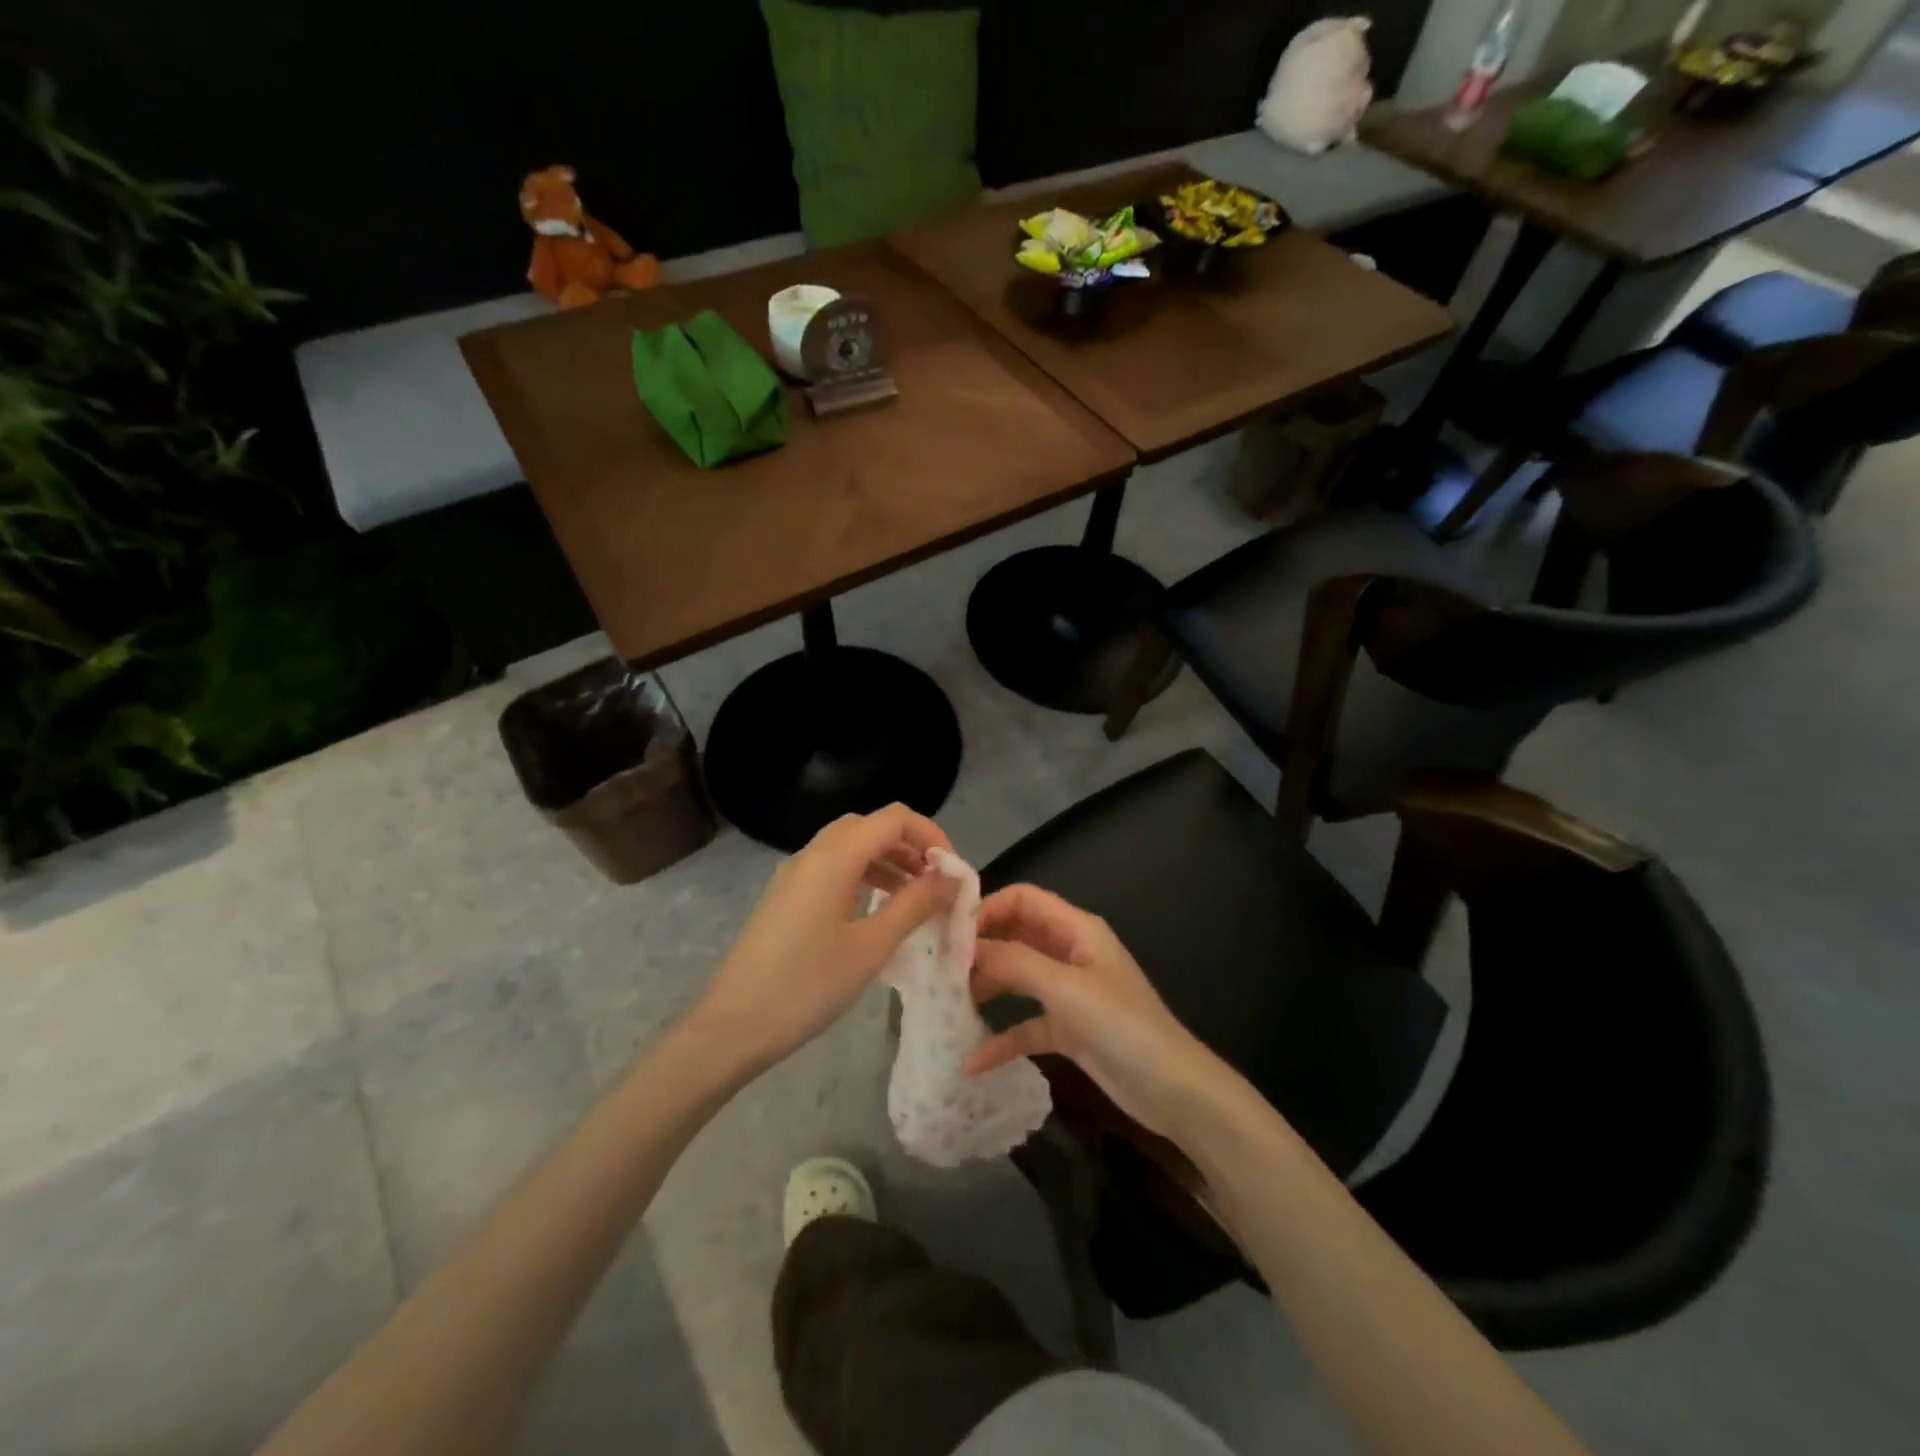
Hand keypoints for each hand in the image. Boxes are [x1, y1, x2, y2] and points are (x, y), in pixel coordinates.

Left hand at [693, 805, 955, 1072]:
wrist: (733, 1026)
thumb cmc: (808, 985)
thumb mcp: (871, 946)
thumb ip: (915, 904)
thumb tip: (952, 877)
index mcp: (834, 857)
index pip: (893, 818)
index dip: (930, 835)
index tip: (952, 871)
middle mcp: (812, 854)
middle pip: (869, 826)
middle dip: (908, 846)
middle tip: (935, 882)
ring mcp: (793, 875)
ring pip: (849, 847)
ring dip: (886, 860)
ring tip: (914, 897)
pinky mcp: (785, 897)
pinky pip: (831, 869)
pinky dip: (861, 876)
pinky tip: (874, 911)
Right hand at [966, 884, 1217, 1135]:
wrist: (1173, 1091)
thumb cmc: (1121, 1026)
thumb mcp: (1064, 988)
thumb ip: (1013, 962)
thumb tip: (964, 948)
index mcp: (1077, 929)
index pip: (1023, 899)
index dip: (986, 908)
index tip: (950, 932)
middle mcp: (1070, 952)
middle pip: (1016, 935)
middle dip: (980, 947)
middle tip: (940, 967)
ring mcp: (1069, 992)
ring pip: (1018, 977)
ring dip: (987, 987)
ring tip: (948, 1004)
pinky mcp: (1069, 1029)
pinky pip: (1026, 1024)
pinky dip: (1002, 1039)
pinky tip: (973, 1061)